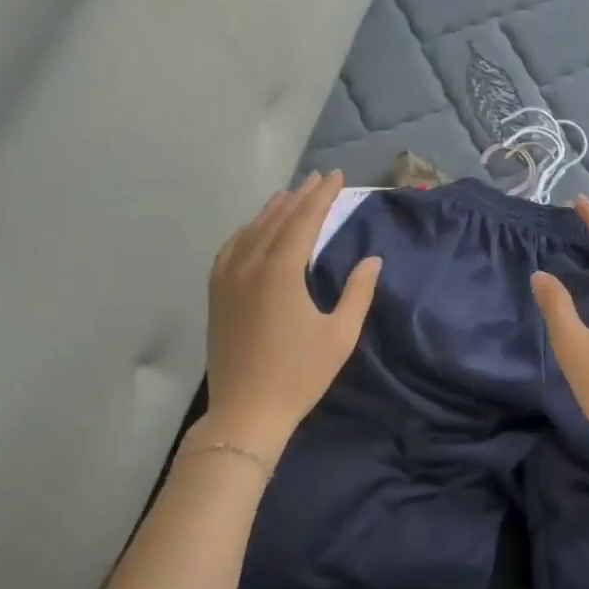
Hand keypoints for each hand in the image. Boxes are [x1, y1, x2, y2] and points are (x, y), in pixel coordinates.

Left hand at [203, 171, 381, 456]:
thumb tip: (372, 259)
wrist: (246, 412)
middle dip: (300, 196)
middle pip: (277, 219)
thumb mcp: (340, 335)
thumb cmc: (299, 375)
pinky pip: (230, 249)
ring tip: (290, 195)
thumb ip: (358, 292)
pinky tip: (253, 231)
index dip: (322, 196)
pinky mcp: (216, 295)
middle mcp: (250, 265)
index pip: (304, 220)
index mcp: (281, 271)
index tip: (336, 176)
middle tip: (318, 178)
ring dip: (273, 210)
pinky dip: (246, 231)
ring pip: (251, 231)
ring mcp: (227, 279)